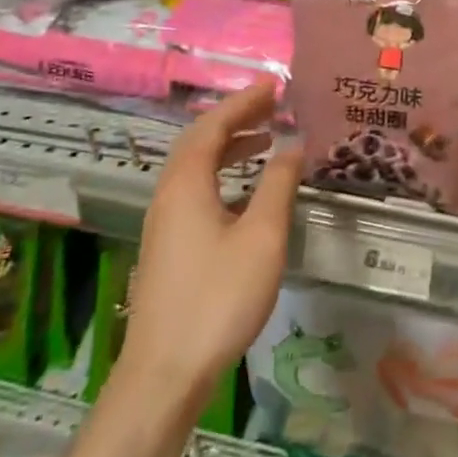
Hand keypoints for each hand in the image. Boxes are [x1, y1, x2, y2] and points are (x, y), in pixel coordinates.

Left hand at [117, 83, 300, 405]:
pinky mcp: (168, 246)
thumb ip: (277, 185)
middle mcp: (169, 194)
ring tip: (265, 138)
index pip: (214, 125)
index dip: (244, 101)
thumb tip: (293, 144)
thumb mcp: (261, 237)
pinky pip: (195, 189)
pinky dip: (222, 174)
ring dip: (229, 146)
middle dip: (236, 117)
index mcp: (187, 183)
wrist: (164, 373)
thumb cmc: (218, 298)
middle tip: (272, 104)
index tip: (275, 84)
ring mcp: (164, 221)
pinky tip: (246, 191)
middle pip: (199, 140)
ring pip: (195, 167)